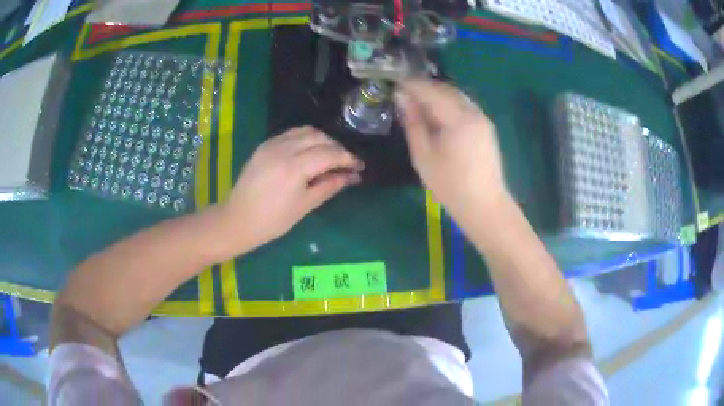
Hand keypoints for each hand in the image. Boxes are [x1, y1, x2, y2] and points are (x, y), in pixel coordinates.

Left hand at [219, 126, 363, 252]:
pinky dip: (305, 139)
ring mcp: (271, 145)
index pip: (329, 153)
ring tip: (329, 157)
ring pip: (305, 131)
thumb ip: (329, 186)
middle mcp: (283, 149)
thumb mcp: (305, 206)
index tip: (359, 167)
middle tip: (345, 164)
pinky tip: (308, 153)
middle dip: (336, 148)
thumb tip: (351, 176)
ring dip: (322, 140)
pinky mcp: (264, 146)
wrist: (238, 220)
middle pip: (319, 137)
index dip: (348, 158)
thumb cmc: (272, 221)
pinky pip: (290, 134)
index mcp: (294, 167)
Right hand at [395, 79, 508, 225]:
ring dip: (437, 94)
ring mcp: (482, 118)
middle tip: (404, 92)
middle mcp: (473, 112)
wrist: (484, 205)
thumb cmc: (449, 185)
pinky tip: (437, 113)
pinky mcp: (486, 127)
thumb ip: (412, 123)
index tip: (394, 83)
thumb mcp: (423, 155)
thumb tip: (402, 98)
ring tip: (418, 101)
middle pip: (446, 89)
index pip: (430, 91)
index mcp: (458, 118)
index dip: (411, 85)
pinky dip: (448, 104)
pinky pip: (464, 106)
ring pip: (456, 96)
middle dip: (424, 87)